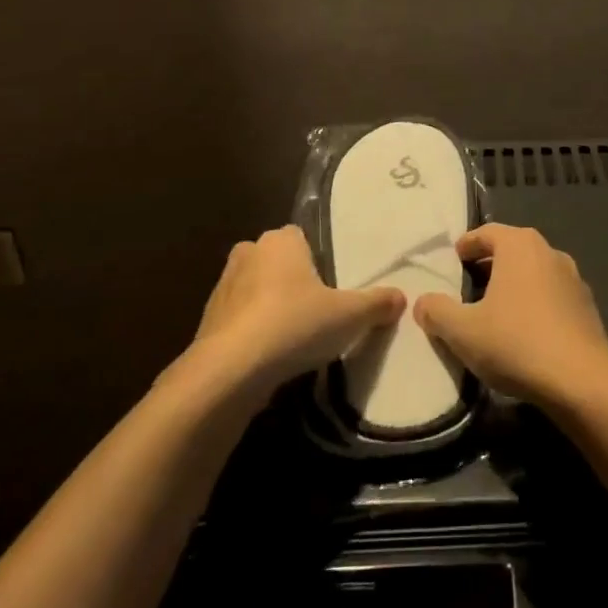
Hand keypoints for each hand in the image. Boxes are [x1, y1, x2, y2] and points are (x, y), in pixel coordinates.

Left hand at [193, 226, 405, 398]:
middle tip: (317, 310)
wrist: (230, 371)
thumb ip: (377, 303)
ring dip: (269, 307)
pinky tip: (269, 357)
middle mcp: (248, 253)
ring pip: (255, 290)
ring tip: (294, 338)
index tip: (331, 284)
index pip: (301, 237)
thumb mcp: (350, 315)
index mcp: (280, 240)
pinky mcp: (206, 322)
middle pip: (277, 262)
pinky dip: (251, 333)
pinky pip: (238, 320)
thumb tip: (401, 297)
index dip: (317, 258)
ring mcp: (222, 287)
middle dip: (292, 281)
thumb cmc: (294, 325)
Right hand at [414, 223, 607, 409]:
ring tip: (492, 309)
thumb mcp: (463, 331)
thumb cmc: (516, 343)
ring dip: (512, 285)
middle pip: (511, 250)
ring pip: (533, 272)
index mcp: (520, 246)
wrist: (581, 381)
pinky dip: (533, 303)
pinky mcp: (586, 307)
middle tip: (466, 284)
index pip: (486, 233)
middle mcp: (549, 252)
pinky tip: (522, 330)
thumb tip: (423, 302)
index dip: (466, 244)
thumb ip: (437, 312)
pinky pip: (550, 295)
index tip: (452, 259)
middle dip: (488, 264)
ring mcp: (573, 278)